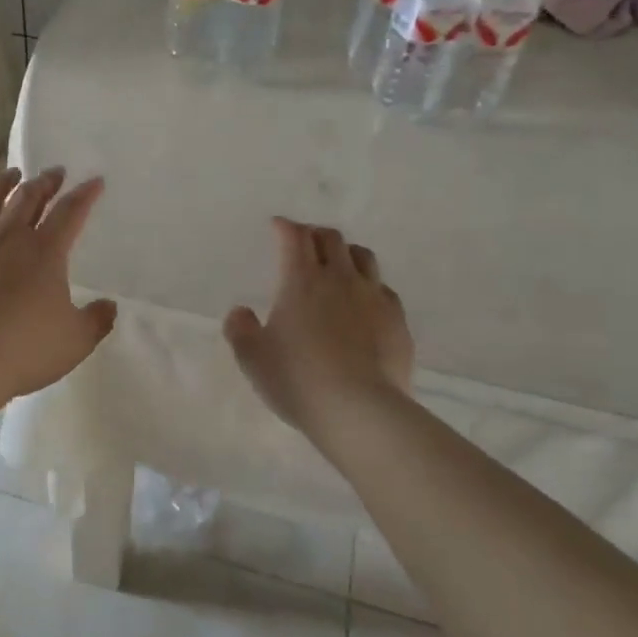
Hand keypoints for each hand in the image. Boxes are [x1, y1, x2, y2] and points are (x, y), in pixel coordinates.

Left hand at [0, 167, 116, 399]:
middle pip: (28, 197)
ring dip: (0, 184)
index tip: (95, 181)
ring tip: (8, 173)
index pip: (70, 212)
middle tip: (53, 172)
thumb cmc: (26, 348)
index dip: (85, 195)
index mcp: (45, 250)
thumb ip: (96, 320)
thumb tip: (110, 306)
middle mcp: (7, 236)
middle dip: (44, 181)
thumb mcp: (76, 340)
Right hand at [223, 218, 415, 436]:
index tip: (277, 226)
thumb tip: (240, 311)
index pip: (294, 237)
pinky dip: (369, 286)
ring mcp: (373, 297)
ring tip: (337, 265)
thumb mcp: (252, 358)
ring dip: (345, 253)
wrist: (360, 410)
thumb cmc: (297, 379)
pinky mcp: (397, 320)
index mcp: (301, 280)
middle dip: (314, 234)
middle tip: (304, 244)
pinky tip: (364, 302)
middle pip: (331, 238)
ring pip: (363, 257)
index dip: (285, 227)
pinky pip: (383, 289)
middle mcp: (339, 278)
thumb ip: (240, 329)